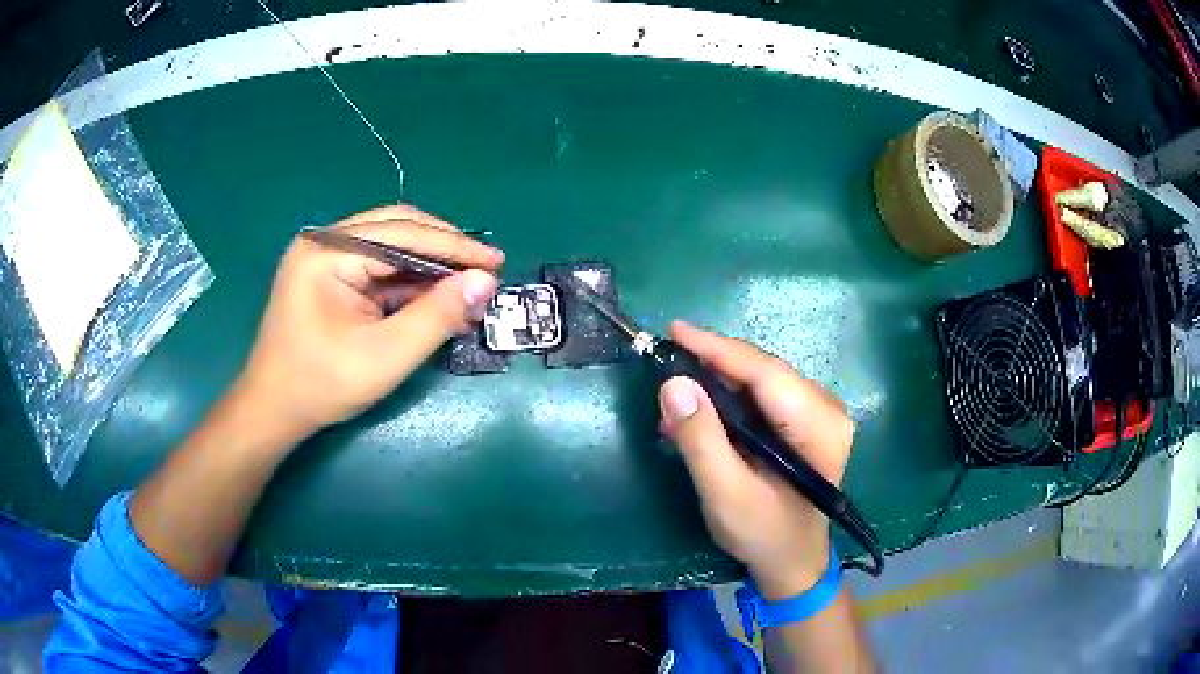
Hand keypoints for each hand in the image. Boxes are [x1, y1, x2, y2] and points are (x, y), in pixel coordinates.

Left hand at [235, 205, 503, 442]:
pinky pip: (378, 265)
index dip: (454, 246)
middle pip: (397, 227)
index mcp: (327, 250)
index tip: (496, 262)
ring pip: (391, 244)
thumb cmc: (322, 384)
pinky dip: (410, 279)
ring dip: (429, 264)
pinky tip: (435, 295)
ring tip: (467, 284)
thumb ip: (437, 315)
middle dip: (443, 248)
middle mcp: (325, 241)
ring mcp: (325, 256)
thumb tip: (484, 282)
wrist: (274, 410)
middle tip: (484, 269)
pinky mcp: (330, 274)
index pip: (402, 233)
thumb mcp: (386, 355)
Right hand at [658, 321, 853, 599]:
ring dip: (715, 386)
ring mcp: (818, 414)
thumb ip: (701, 441)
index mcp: (818, 426)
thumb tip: (673, 384)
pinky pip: (761, 398)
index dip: (718, 348)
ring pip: (759, 381)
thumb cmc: (764, 535)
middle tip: (665, 369)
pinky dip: (727, 402)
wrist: (792, 562)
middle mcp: (826, 409)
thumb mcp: (725, 495)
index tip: (674, 331)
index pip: (765, 373)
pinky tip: (699, 416)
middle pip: (762, 372)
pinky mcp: (804, 422)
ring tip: (674, 400)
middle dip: (711, 368)